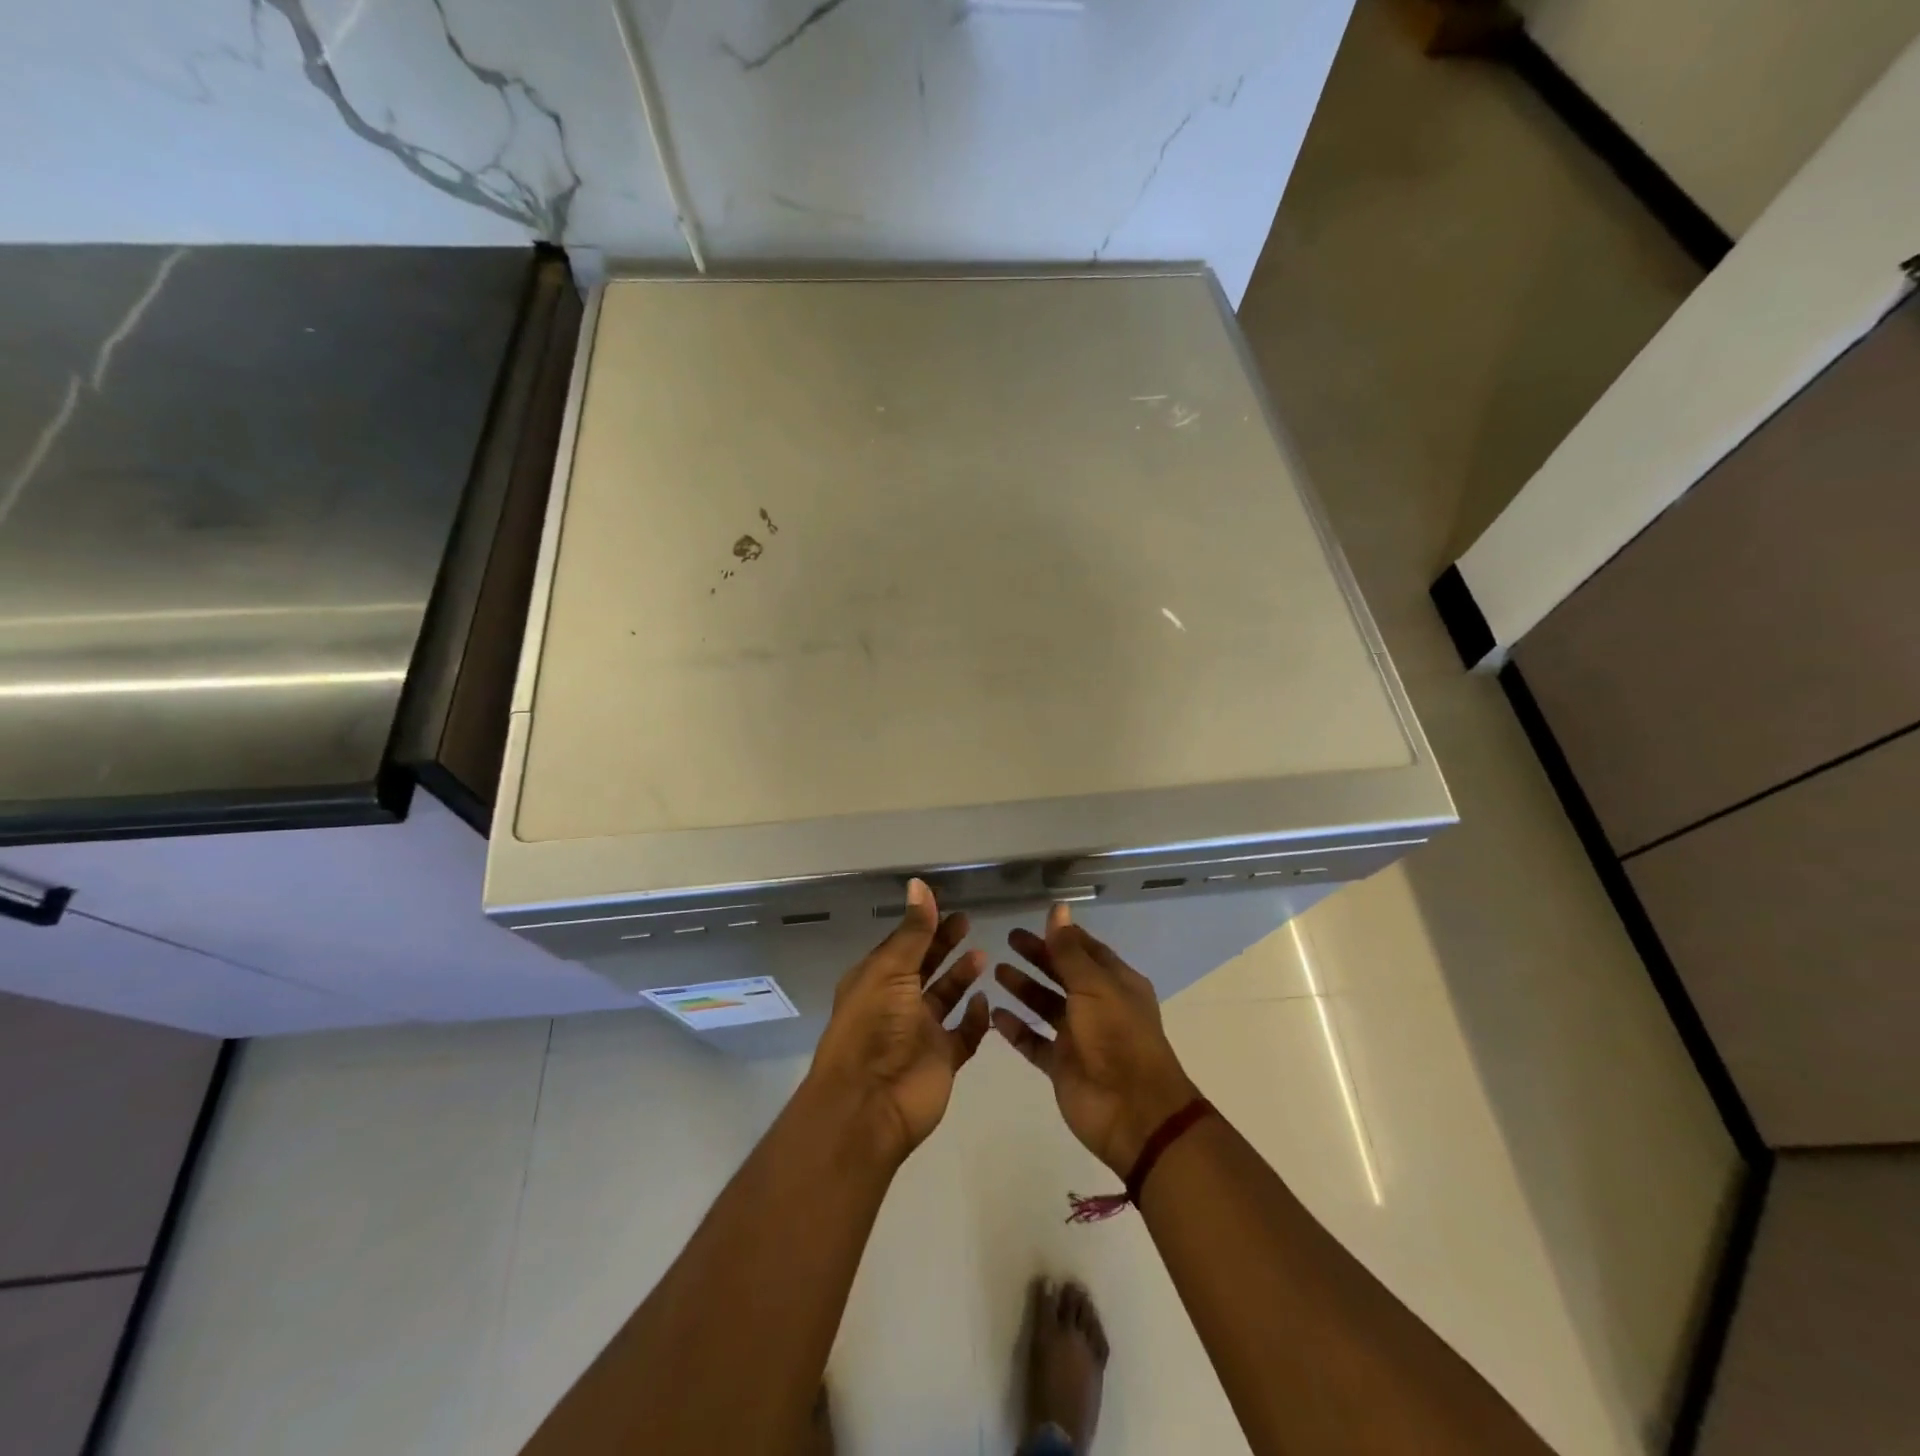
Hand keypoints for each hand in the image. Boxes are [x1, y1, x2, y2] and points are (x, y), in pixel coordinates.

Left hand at [808, 879, 989, 1164]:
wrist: (870, 1104)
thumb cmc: (873, 1027)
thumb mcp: (891, 970)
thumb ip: (913, 931)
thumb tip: (919, 884)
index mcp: (876, 981)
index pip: (903, 946)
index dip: (923, 926)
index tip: (947, 905)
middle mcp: (896, 1004)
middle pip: (925, 968)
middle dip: (944, 946)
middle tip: (968, 922)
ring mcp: (920, 1034)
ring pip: (945, 999)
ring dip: (961, 978)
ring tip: (983, 956)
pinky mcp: (942, 1060)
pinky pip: (963, 1035)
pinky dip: (975, 1019)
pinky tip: (986, 1001)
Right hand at [993, 904, 1200, 1176]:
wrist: (1133, 1112)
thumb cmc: (1118, 1037)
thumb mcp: (1094, 986)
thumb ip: (1069, 950)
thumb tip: (1058, 907)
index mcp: (1115, 983)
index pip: (1086, 950)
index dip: (1062, 935)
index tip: (1034, 921)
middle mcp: (1098, 1006)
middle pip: (1062, 974)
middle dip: (1038, 957)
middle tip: (1008, 940)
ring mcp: (1078, 1037)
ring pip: (1046, 1006)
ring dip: (1024, 989)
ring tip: (996, 972)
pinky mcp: (1061, 1066)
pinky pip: (1034, 1041)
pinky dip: (1016, 1028)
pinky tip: (993, 1014)